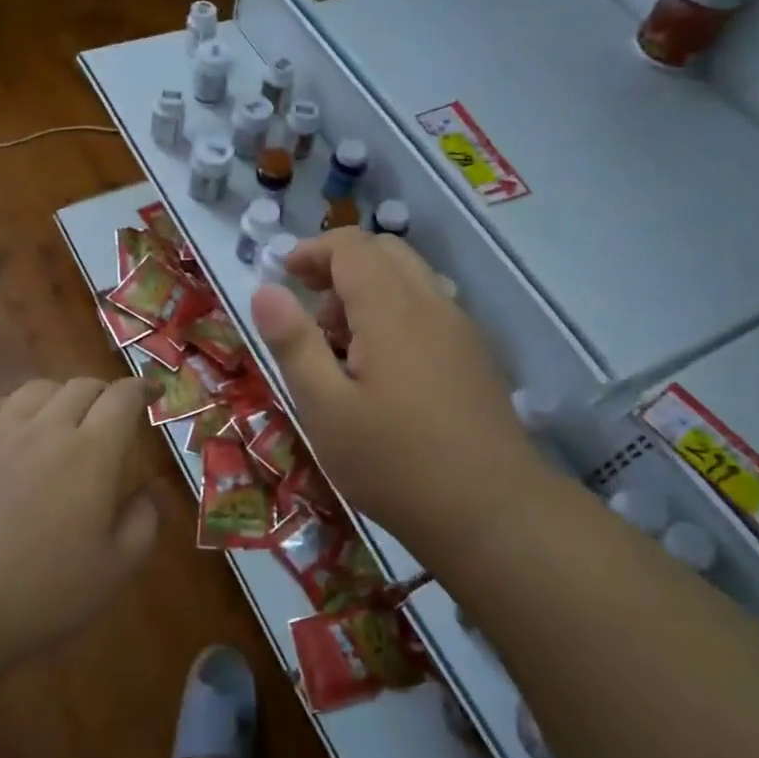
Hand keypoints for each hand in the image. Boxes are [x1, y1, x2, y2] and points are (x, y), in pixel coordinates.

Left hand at [0, 377, 157, 665]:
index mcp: (92, 453)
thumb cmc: (44, 591)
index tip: (154, 391)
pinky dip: (16, 407)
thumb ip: (143, 522)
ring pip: (37, 389)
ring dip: (61, 395)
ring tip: (64, 417)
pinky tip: (16, 429)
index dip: (142, 388)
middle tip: (112, 414)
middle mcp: (47, 429)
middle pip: (81, 386)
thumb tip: (148, 491)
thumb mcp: (116, 569)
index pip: (122, 398)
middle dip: (104, 392)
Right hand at [250, 230, 545, 546]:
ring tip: (342, 346)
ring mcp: (461, 330)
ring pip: (410, 280)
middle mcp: (432, 304)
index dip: (312, 251)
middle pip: (385, 252)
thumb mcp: (325, 408)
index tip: (283, 276)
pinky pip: (430, 309)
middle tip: (310, 311)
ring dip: (369, 291)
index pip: (351, 246)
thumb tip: (265, 290)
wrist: (492, 512)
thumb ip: (294, 343)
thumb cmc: (394, 462)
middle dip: (340, 267)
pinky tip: (383, 371)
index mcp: (392, 308)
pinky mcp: (475, 357)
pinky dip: (395, 314)